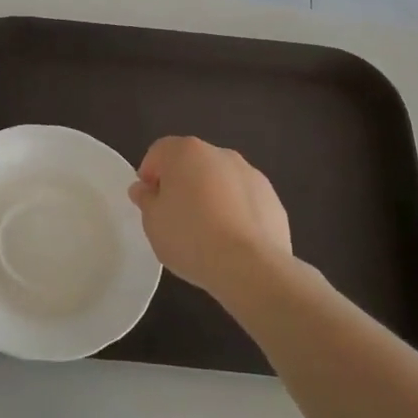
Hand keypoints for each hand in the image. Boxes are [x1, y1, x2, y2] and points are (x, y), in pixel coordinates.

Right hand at [128, 137, 290, 297]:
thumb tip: (144, 188)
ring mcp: (251, 175)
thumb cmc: (190, 237)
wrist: (249, 266)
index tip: (148, 201)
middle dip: (182, 184)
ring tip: (206, 233)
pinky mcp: (273, 199)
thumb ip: (146, 199)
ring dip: (210, 197)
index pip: (159, 152)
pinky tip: (231, 241)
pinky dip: (235, 213)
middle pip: (192, 163)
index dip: (149, 174)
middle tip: (174, 217)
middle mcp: (220, 154)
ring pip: (221, 181)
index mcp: (186, 151)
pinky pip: (244, 201)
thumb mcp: (153, 221)